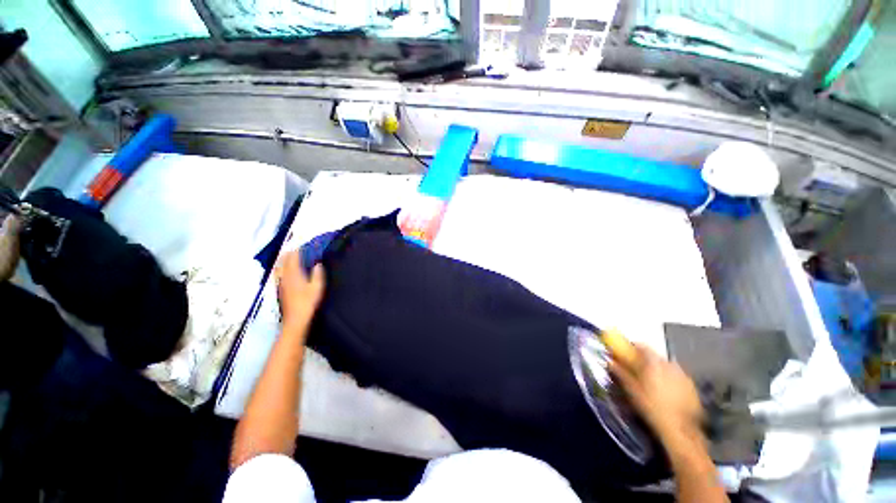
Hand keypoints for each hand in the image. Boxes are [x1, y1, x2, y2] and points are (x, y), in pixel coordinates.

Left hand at [276, 250, 325, 330]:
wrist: (295, 319)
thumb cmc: (308, 302)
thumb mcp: (317, 287)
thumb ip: (318, 274)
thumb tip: (318, 264)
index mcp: (293, 274)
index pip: (292, 258)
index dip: (296, 250)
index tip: (302, 245)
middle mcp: (284, 277)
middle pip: (283, 261)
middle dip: (288, 254)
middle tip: (296, 249)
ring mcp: (280, 283)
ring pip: (279, 267)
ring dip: (284, 261)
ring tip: (289, 257)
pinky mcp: (280, 289)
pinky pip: (279, 274)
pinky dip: (282, 268)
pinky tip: (286, 271)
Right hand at [609, 344, 703, 442]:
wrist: (680, 429)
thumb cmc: (652, 407)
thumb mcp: (632, 390)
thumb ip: (621, 373)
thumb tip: (610, 362)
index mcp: (654, 363)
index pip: (642, 346)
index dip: (632, 347)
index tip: (625, 352)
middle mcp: (670, 364)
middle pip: (654, 355)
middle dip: (644, 359)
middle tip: (636, 368)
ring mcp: (683, 375)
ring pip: (666, 365)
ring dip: (657, 369)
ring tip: (651, 381)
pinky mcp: (691, 386)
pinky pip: (676, 376)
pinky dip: (669, 378)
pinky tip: (665, 391)